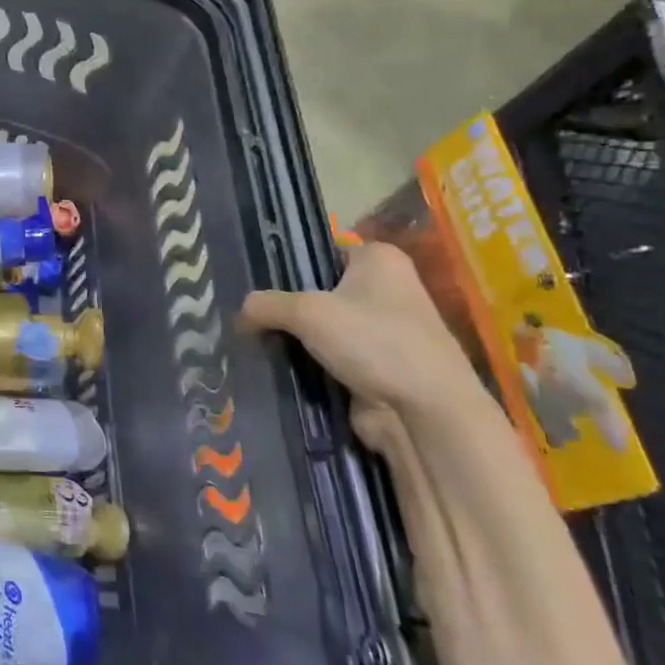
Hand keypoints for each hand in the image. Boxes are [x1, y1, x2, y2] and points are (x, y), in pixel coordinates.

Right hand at [238, 241, 482, 419]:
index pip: (319, 251)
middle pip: (318, 289)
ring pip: (324, 326)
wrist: (426, 413)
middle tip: (248, 315)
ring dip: (296, 337)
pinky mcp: (379, 365)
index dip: (285, 266)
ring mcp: (385, 329)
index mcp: (378, 258)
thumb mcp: (307, 312)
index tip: (252, 283)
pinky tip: (279, 365)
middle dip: (286, 305)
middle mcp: (386, 287)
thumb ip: (266, 305)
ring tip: (255, 340)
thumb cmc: (374, 341)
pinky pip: (333, 355)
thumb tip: (238, 314)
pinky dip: (310, 362)